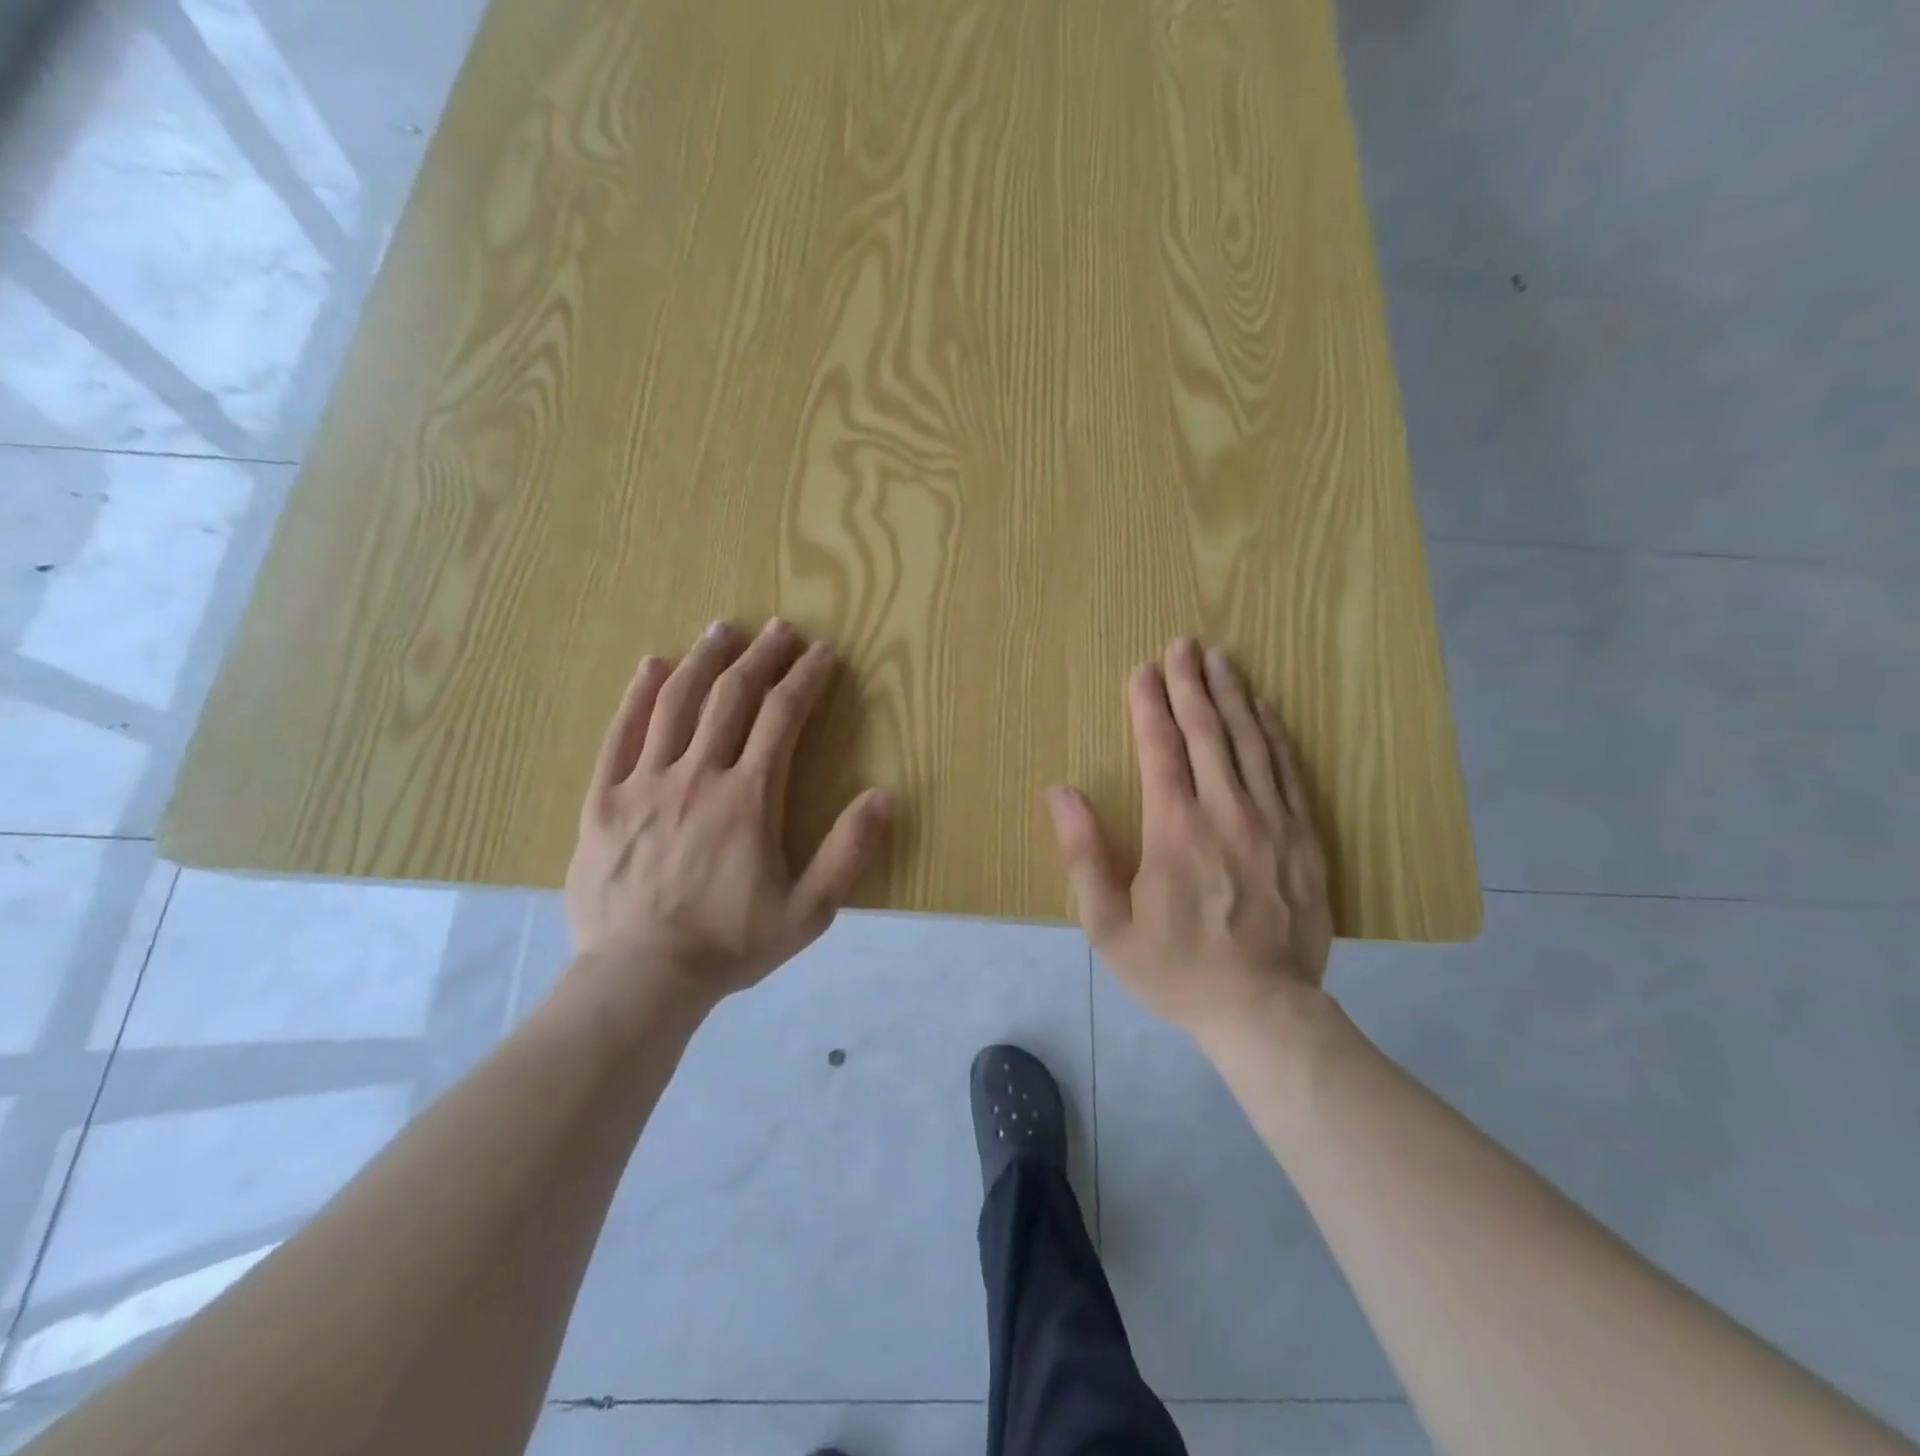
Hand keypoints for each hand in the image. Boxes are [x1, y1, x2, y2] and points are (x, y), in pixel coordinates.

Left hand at [565, 619, 890, 1012]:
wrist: (639, 978)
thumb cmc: (729, 943)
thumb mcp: (808, 911)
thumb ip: (848, 852)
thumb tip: (883, 796)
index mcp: (749, 798)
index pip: (783, 716)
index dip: (806, 678)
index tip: (822, 653)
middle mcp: (698, 775)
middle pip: (732, 697)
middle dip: (761, 656)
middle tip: (780, 630)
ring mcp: (645, 783)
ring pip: (676, 703)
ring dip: (705, 660)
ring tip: (724, 629)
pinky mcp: (604, 800)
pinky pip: (620, 734)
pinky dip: (639, 695)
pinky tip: (654, 666)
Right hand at [1045, 638, 1331, 1037]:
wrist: (1263, 1011)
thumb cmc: (1175, 968)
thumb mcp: (1108, 925)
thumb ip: (1084, 853)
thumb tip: (1060, 792)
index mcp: (1175, 829)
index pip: (1160, 748)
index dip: (1149, 704)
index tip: (1143, 669)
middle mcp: (1226, 812)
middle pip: (1208, 732)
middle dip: (1191, 683)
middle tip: (1183, 643)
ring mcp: (1273, 822)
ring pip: (1252, 742)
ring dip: (1233, 695)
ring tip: (1221, 659)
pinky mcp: (1306, 838)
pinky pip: (1289, 771)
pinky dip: (1274, 734)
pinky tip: (1265, 710)